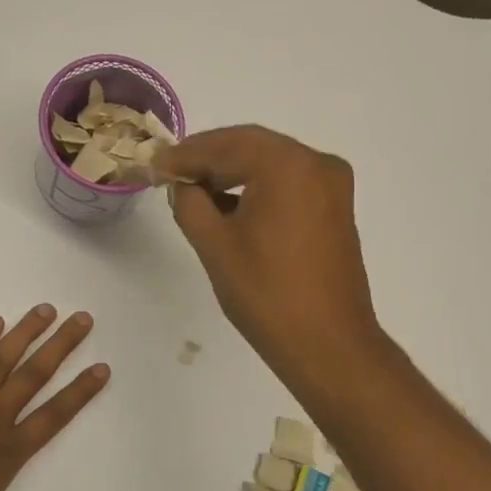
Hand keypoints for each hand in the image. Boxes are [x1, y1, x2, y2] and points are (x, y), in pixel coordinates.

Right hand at [154, 126, 382, 382]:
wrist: (328, 345)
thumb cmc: (267, 295)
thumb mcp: (215, 245)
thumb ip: (190, 203)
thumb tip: (182, 185)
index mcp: (288, 165)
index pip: (225, 145)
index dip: (185, 155)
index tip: (154, 165)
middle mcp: (317, 163)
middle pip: (251, 146)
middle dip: (209, 158)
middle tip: (170, 173)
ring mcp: (332, 185)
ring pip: (271, 163)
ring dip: (233, 171)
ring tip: (194, 190)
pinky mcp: (336, 208)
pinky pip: (290, 183)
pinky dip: (259, 187)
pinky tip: (230, 204)